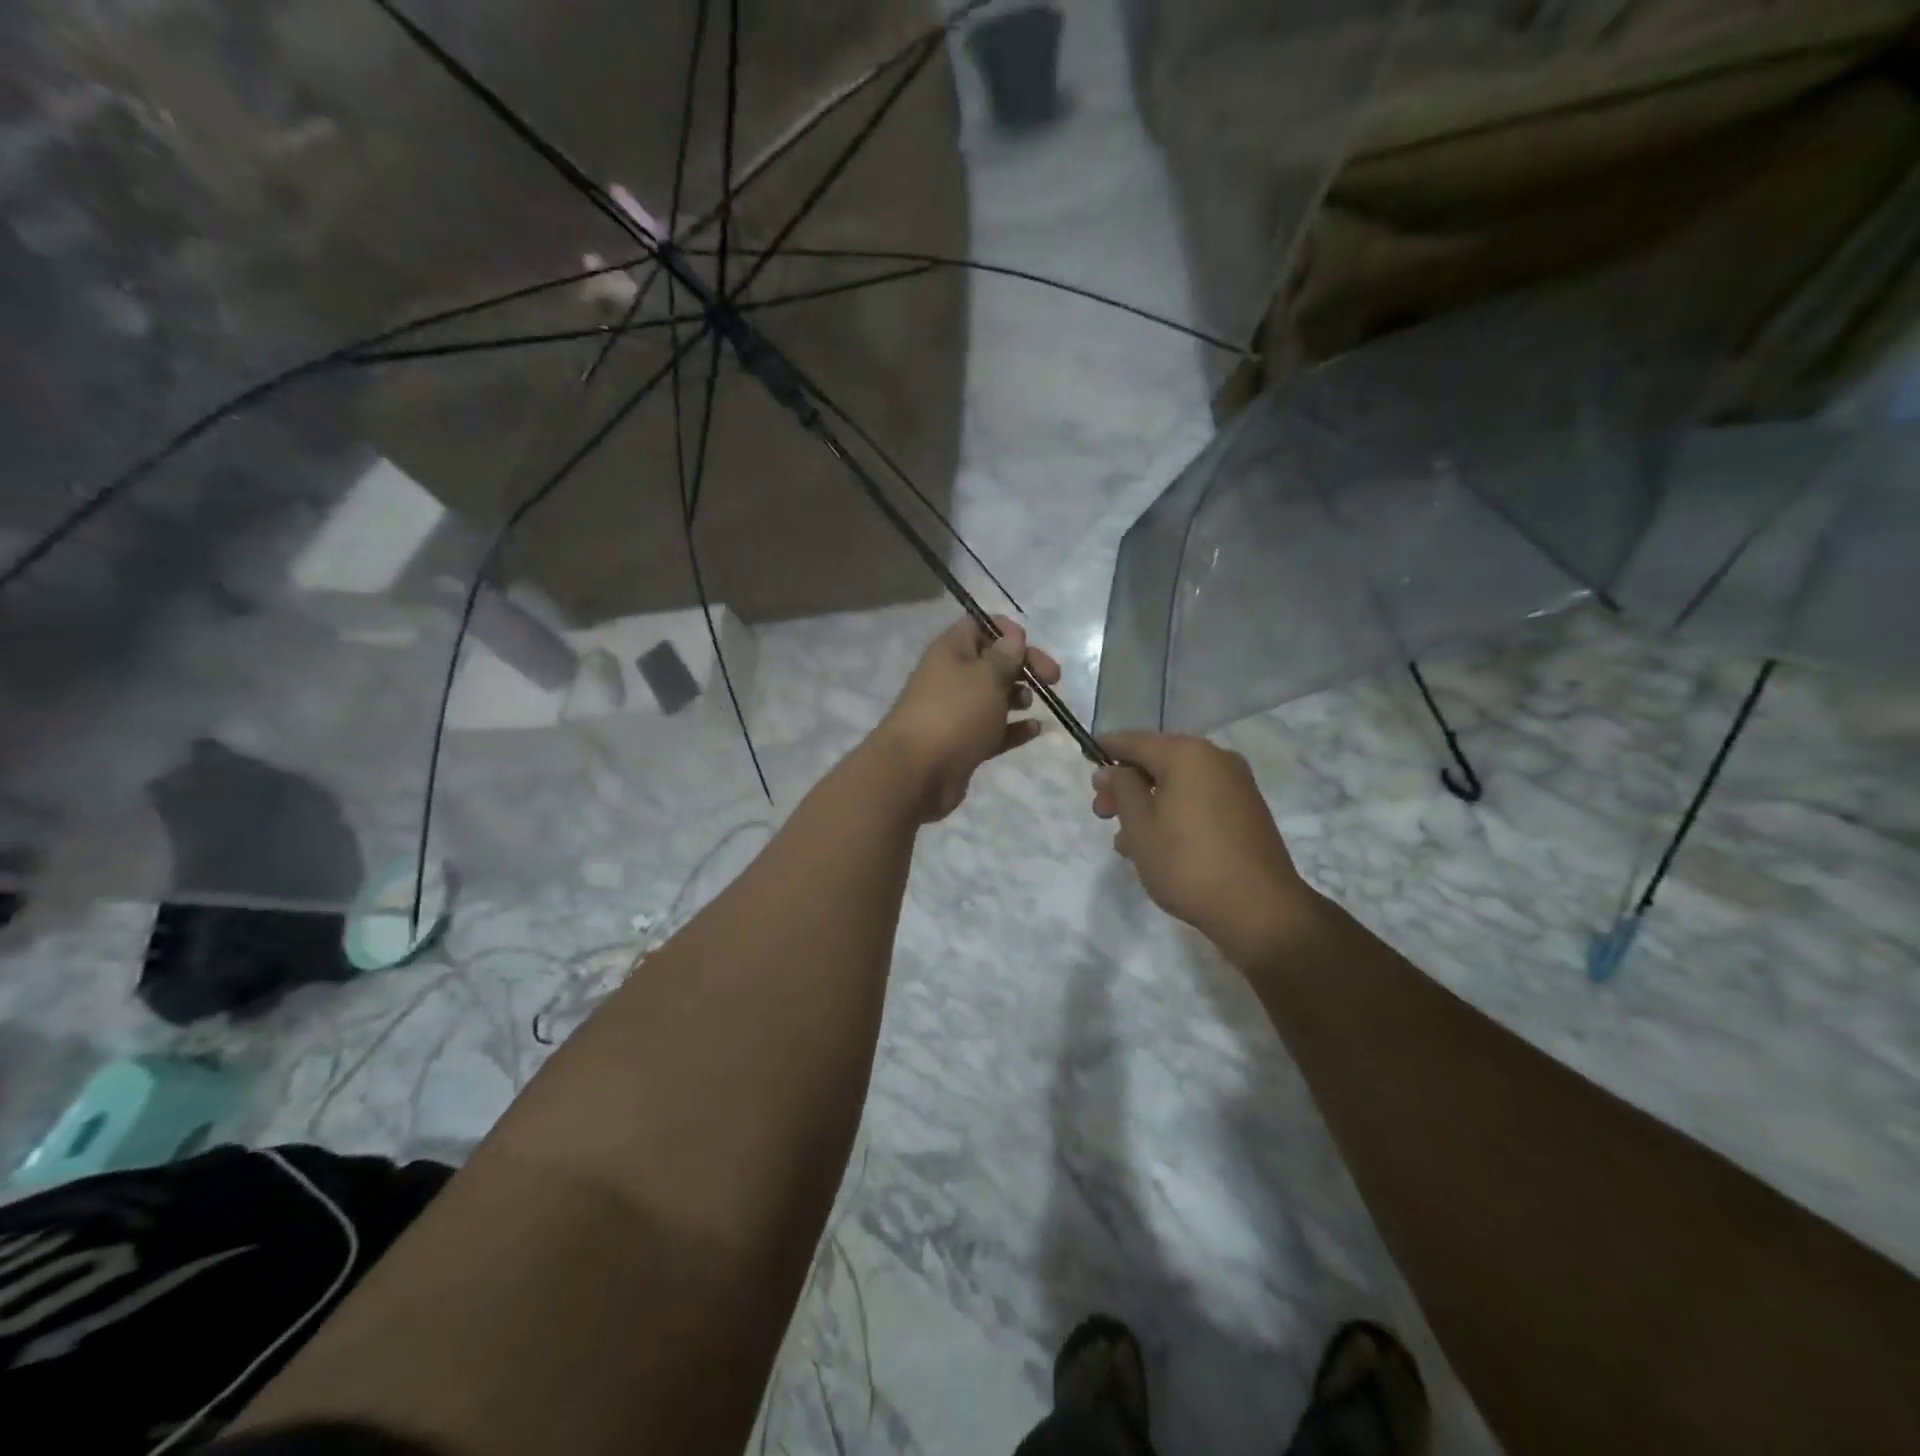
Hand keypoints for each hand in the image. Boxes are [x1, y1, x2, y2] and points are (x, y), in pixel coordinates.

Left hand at [873, 616, 1061, 822]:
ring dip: (1017, 696)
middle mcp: (951, 677)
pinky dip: (1014, 729)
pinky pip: (994, 730)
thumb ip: (1005, 657)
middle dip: (1022, 666)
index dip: (1005, 630)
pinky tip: (1036, 730)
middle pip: (992, 663)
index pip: (978, 626)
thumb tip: (1013, 638)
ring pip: (993, 697)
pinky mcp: (963, 743)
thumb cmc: (955, 713)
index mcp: (951, 651)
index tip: (1028, 644)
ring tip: (1030, 704)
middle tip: (1053, 678)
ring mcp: (956, 713)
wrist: (917, 772)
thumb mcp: (986, 676)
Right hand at [1091, 732, 1320, 966]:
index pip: (1135, 741)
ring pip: (1178, 782)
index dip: (1106, 749)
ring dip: (1148, 801)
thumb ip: (1122, 789)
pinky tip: (1157, 843)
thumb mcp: (1139, 826)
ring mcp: (1236, 784)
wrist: (1259, 909)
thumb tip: (1113, 769)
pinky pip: (1198, 798)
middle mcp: (1215, 758)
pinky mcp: (1246, 810)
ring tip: (1126, 839)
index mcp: (1187, 754)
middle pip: (1158, 759)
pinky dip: (1173, 810)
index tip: (1085, 760)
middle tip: (1101, 813)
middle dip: (1126, 783)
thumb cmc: (1187, 863)